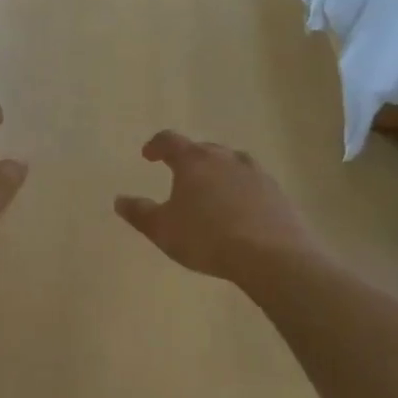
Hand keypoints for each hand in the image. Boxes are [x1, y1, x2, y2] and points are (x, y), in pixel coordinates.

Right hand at [114, 131, 322, 283]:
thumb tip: (120, 200)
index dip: (156, 146)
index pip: (170, 141)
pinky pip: (253, 183)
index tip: (148, 155)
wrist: (272, 256)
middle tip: (180, 174)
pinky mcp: (277, 192)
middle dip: (189, 158)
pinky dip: (242, 190)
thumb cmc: (207, 238)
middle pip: (203, 149)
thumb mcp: (163, 230)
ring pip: (232, 163)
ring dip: (219, 171)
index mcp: (194, 161)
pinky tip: (241, 209)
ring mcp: (255, 173)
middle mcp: (225, 158)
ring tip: (212, 190)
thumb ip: (140, 213)